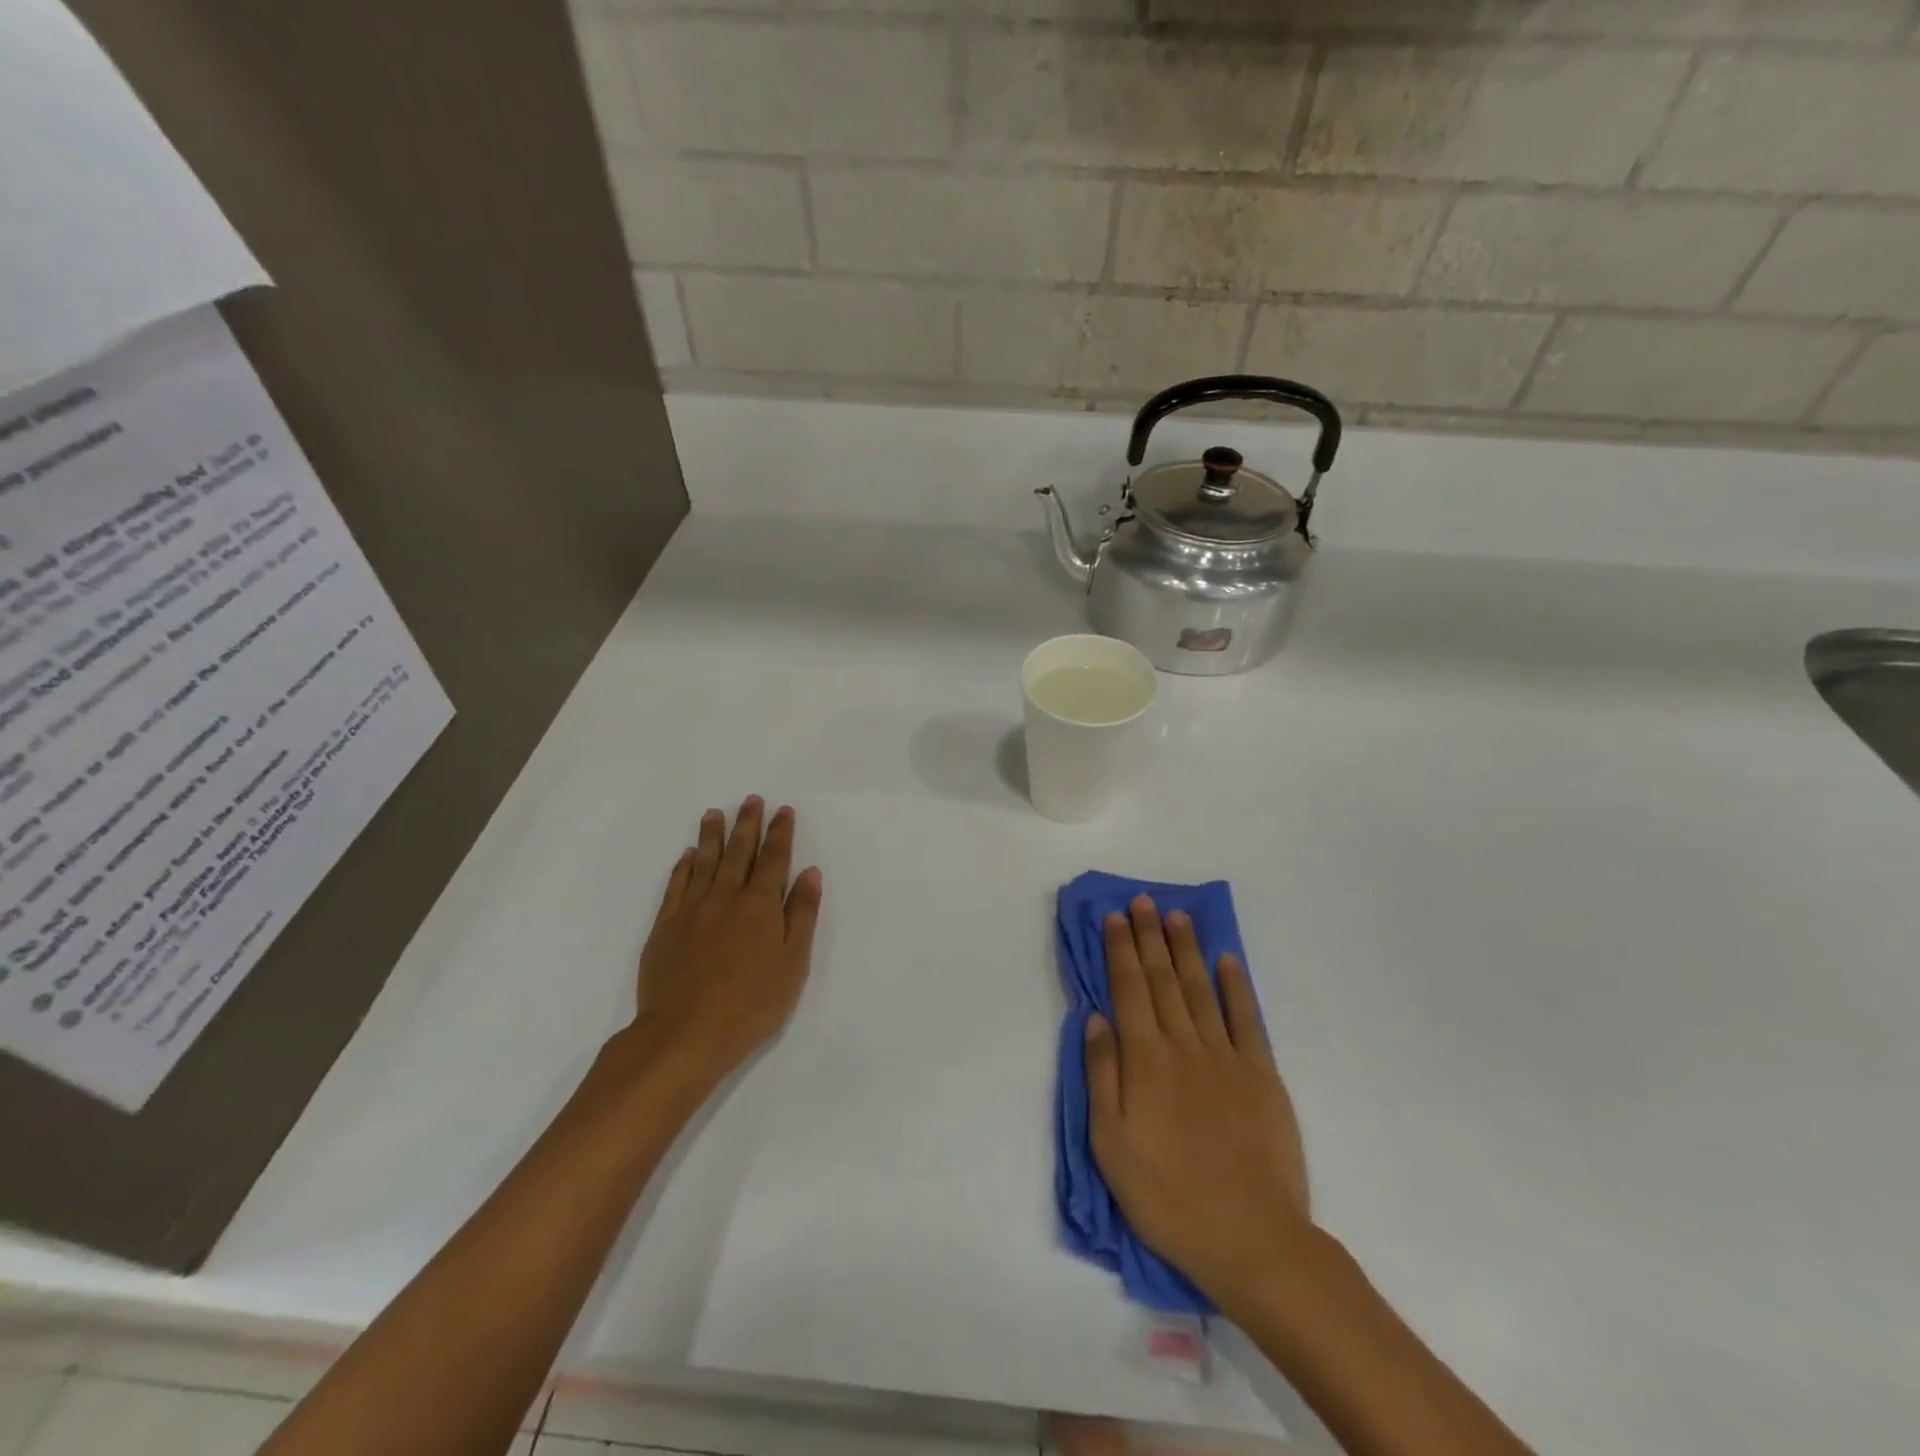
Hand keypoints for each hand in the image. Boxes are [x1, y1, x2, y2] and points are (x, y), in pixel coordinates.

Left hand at [633, 797, 822, 1080]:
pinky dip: (684, 865)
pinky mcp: (665, 926)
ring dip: (712, 835)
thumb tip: (810, 872)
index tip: (782, 810)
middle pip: (739, 852)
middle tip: (751, 800)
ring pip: (705, 861)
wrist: (684, 1034)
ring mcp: (692, 909)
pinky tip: (688, 855)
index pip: (774, 859)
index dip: (780, 833)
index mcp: (760, 905)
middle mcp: (726, 897)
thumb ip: (802, 915)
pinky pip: (676, 884)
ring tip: (715, 813)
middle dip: (747, 824)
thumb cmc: (751, 1004)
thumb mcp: (793, 963)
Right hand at [1084, 895, 1310, 1301]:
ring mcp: (1227, 1057)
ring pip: (1201, 989)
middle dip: (1149, 936)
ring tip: (1176, 916)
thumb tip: (1096, 1018)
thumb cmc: (1168, 1196)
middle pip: (1163, 979)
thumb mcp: (1111, 1144)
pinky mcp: (1262, 1075)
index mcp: (1145, 1060)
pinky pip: (1247, 1019)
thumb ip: (1102, 1075)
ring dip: (1186, 949)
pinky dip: (1236, 986)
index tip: (1114, 916)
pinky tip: (1227, 960)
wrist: (1251, 1239)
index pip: (1129, 989)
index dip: (1120, 949)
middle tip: (1142, 900)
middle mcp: (1184, 1045)